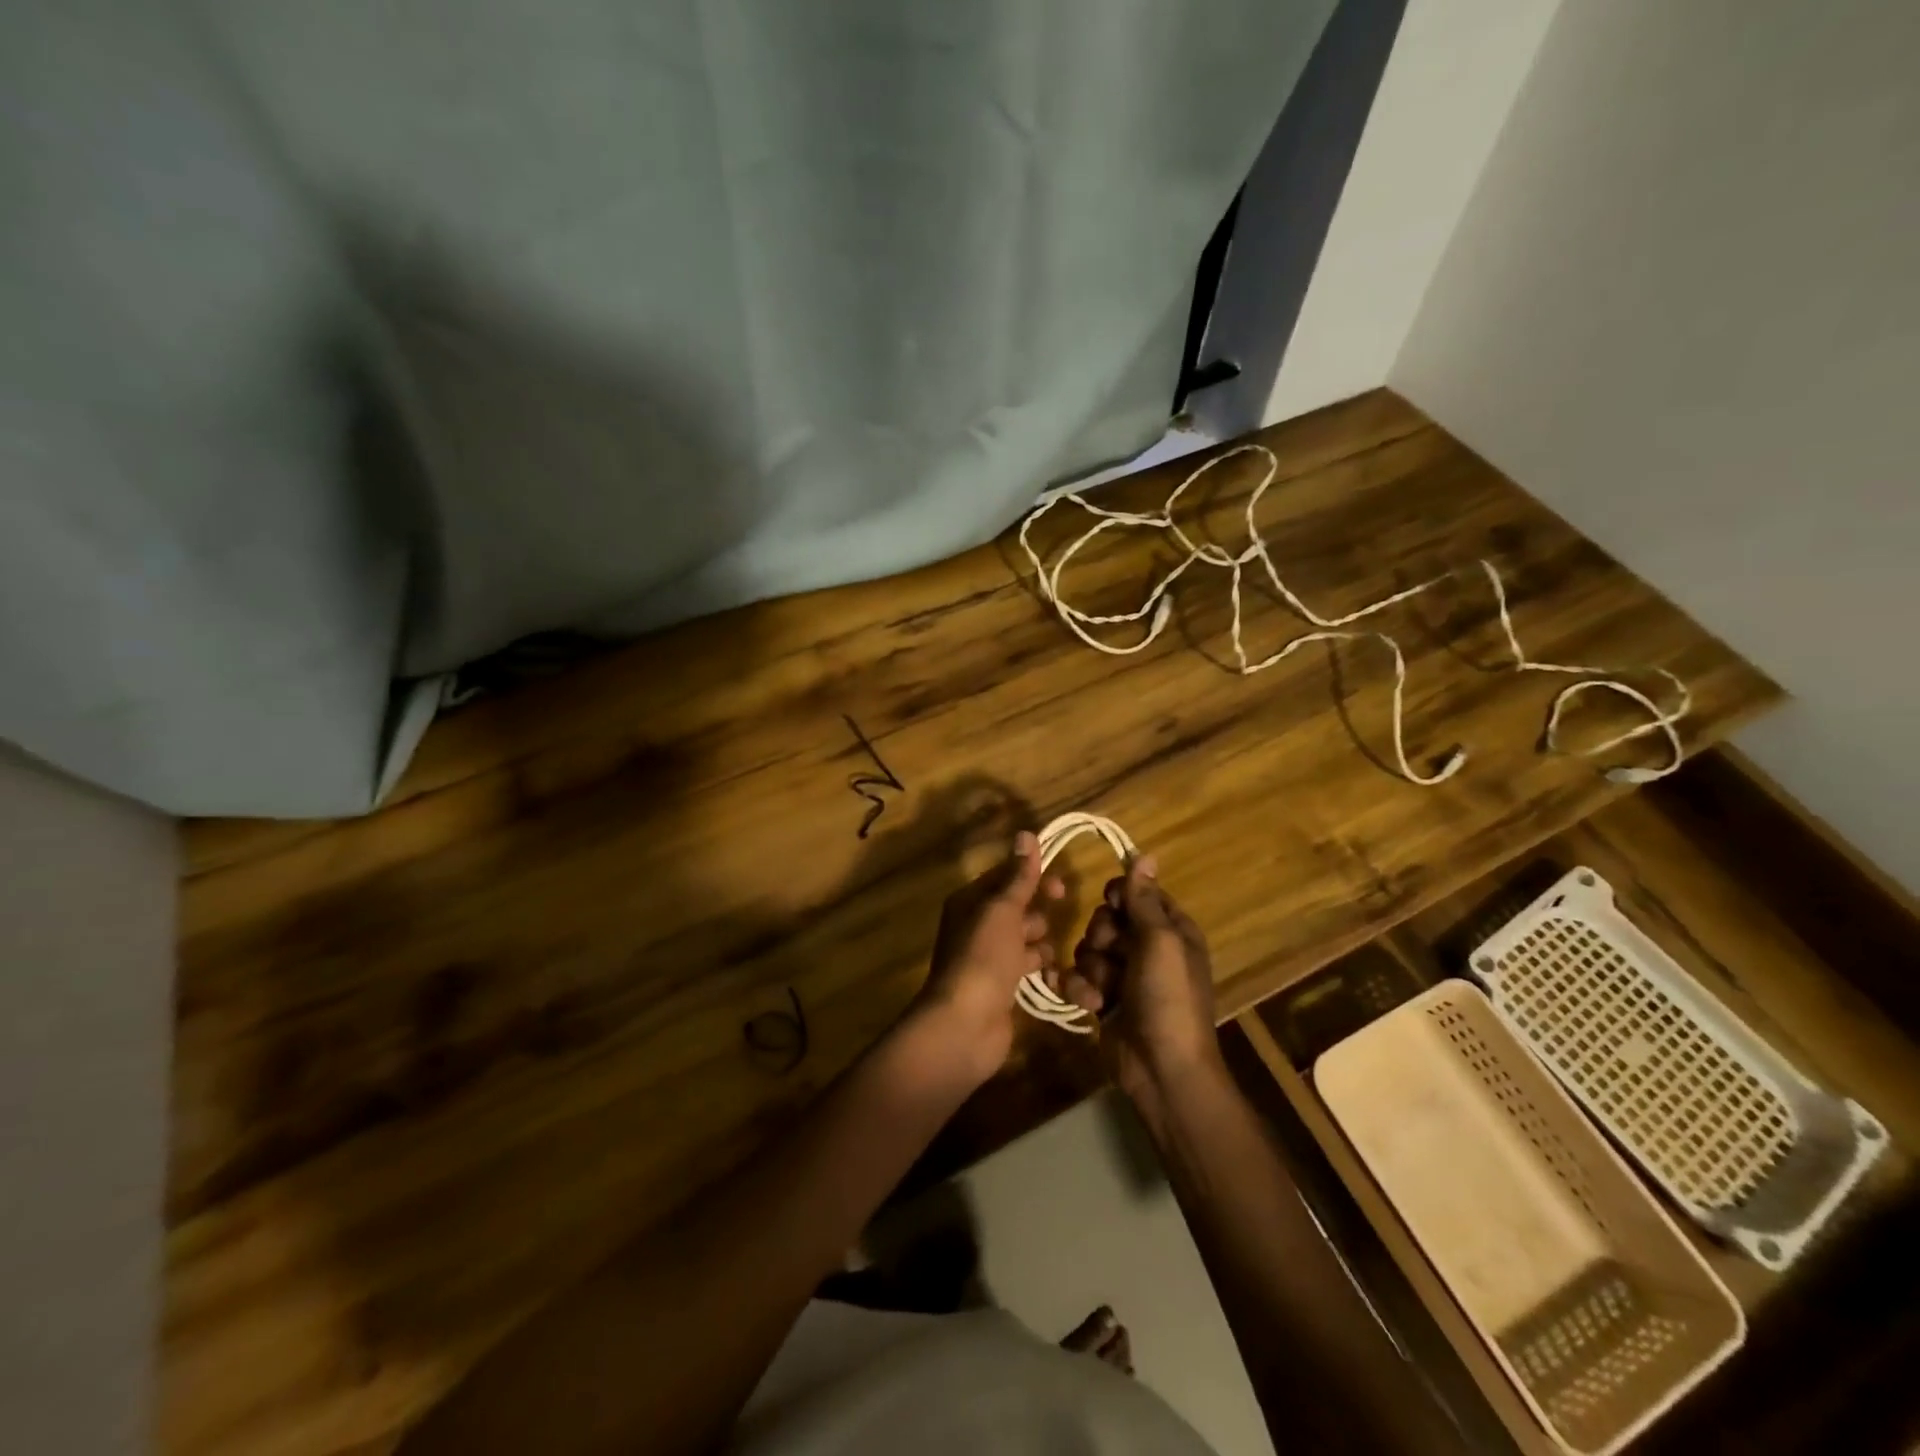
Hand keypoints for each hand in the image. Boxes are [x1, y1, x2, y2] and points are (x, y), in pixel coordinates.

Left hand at [915, 830, 1064, 1080]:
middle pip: (1017, 909)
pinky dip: (1041, 970)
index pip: (1004, 879)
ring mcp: (989, 959)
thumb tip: (1026, 834)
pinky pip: (1027, 968)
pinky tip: (1056, 978)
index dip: (1032, 878)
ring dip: (1041, 945)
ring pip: (1025, 940)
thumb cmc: (983, 957)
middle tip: (1052, 924)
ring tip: (1045, 957)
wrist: (965, 1024)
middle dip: (1038, 914)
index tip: (1061, 886)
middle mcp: (977, 927)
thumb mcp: (1003, 910)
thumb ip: (1019, 876)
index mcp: (970, 903)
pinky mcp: (1002, 987)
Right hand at [1055, 856, 1220, 1104]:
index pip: (1138, 894)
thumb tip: (1145, 855)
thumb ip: (1144, 900)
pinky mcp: (1104, 1000)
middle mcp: (1147, 949)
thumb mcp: (1160, 942)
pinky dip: (1080, 989)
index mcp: (1171, 931)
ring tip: (1102, 992)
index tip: (1113, 905)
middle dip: (1100, 936)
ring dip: (1090, 969)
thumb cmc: (1168, 998)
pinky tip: (1088, 1004)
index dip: (1120, 897)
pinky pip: (1080, 978)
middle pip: (1107, 920)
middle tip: (1110, 953)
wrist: (1162, 1069)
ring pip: (1088, 949)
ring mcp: (1124, 976)